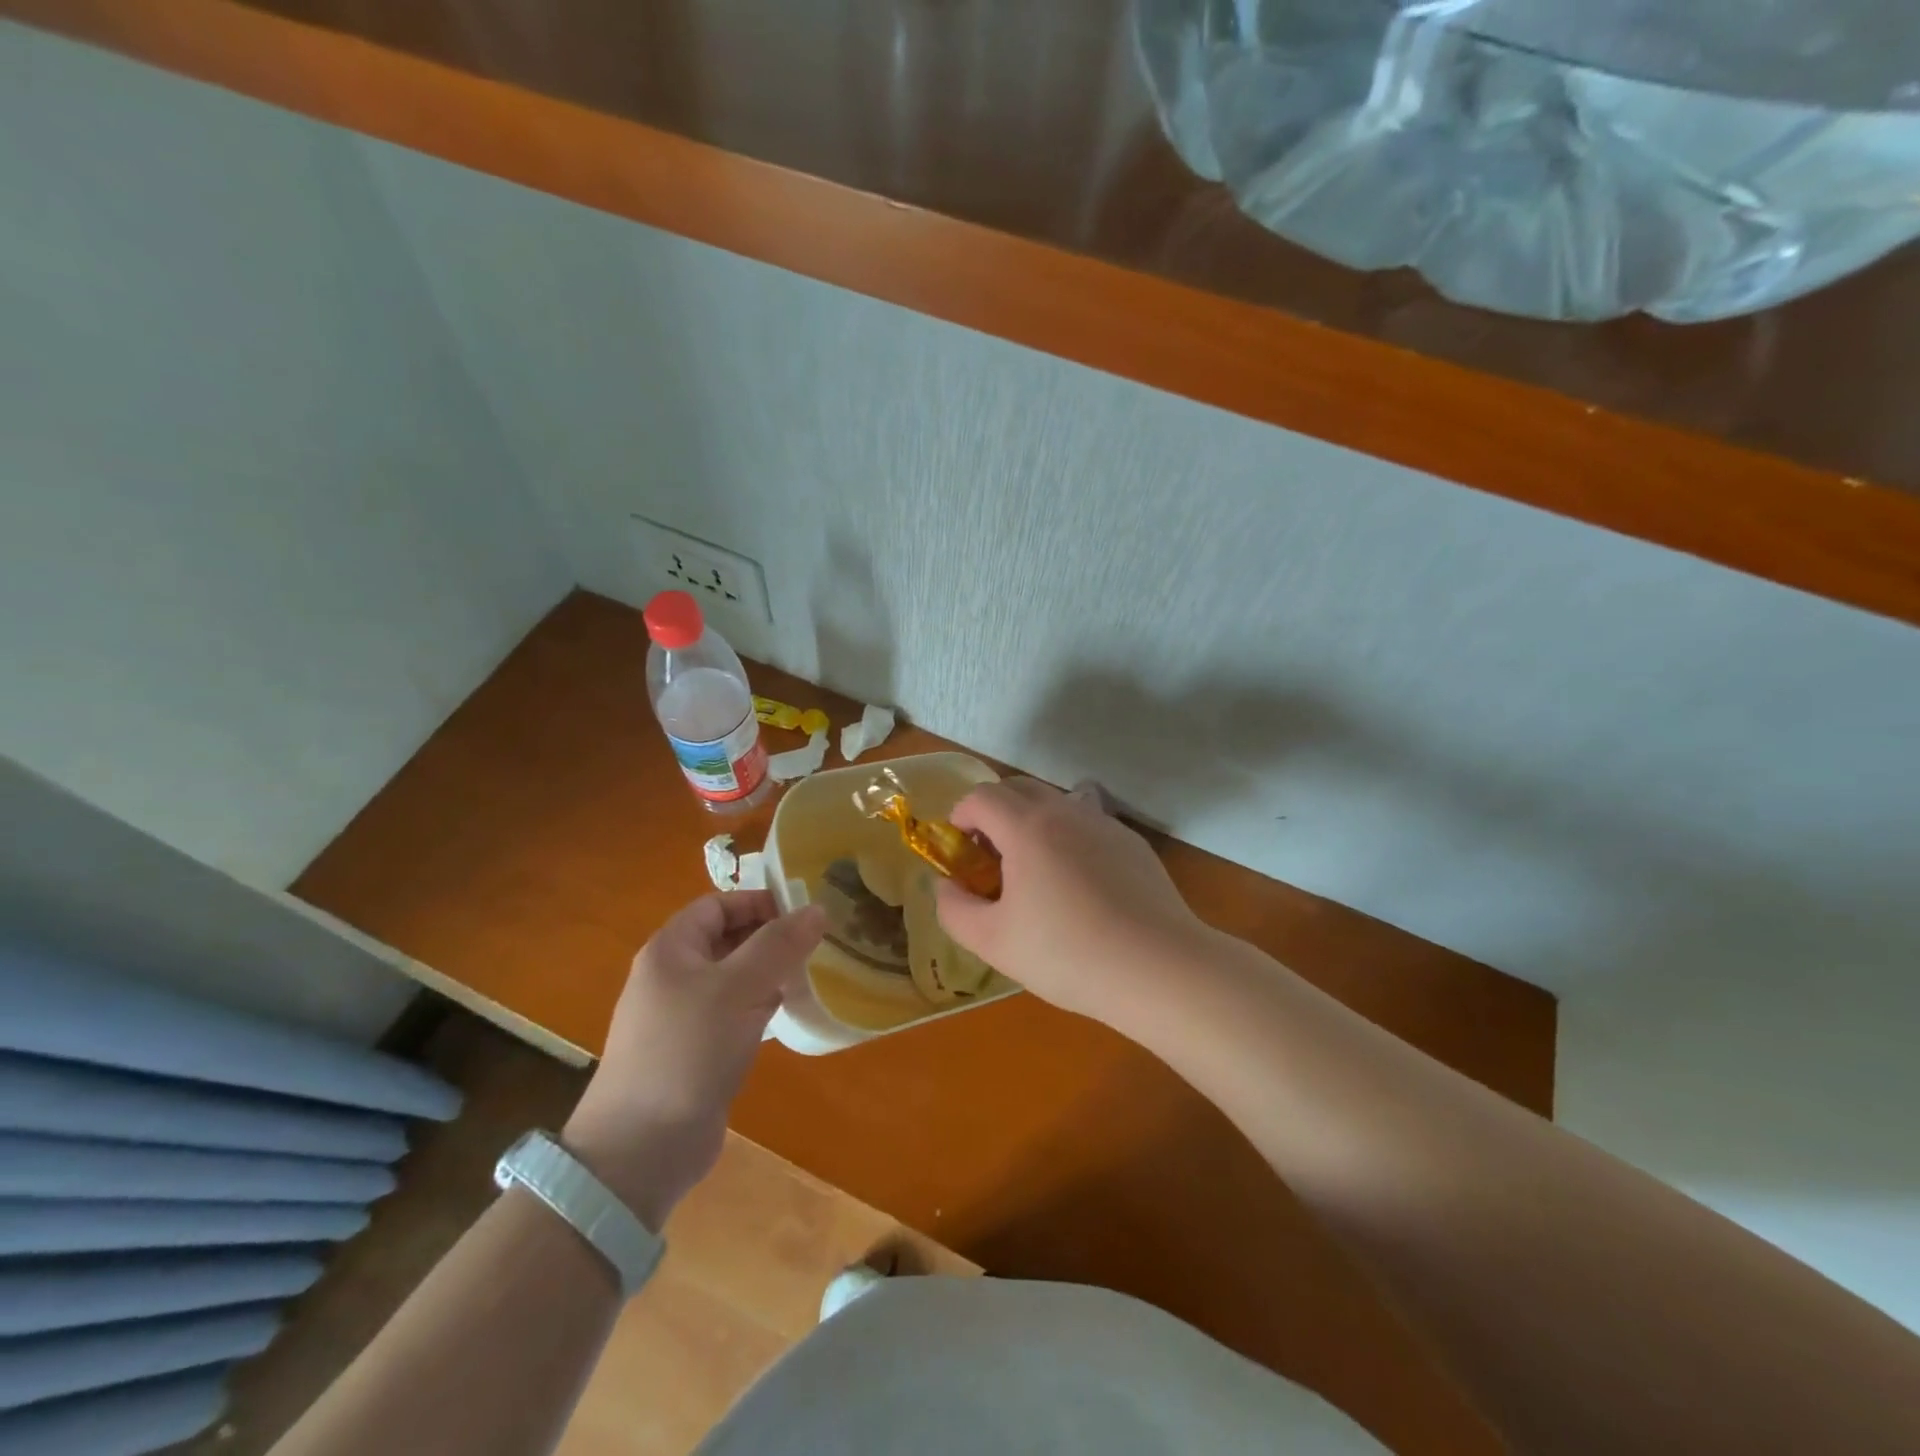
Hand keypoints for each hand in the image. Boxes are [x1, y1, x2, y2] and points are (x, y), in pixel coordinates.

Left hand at [562, 891, 824, 1230]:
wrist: (641, 1149)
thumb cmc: (688, 1051)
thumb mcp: (740, 988)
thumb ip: (779, 945)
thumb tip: (817, 909)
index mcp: (671, 950)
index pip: (718, 905)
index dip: (759, 902)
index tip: (804, 913)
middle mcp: (673, 976)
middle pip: (727, 939)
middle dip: (770, 937)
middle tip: (816, 943)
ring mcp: (682, 1016)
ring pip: (734, 978)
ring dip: (769, 973)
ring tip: (811, 974)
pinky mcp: (695, 1051)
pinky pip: (733, 1013)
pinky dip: (760, 1007)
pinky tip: (788, 1015)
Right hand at [933, 779, 1205, 1025]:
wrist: (1158, 968)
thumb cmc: (1068, 954)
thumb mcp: (993, 942)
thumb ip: (954, 909)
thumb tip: (946, 886)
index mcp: (1027, 827)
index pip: (982, 796)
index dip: (961, 816)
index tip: (960, 850)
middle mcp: (1066, 811)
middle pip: (1018, 788)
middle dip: (994, 812)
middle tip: (990, 856)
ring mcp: (1104, 824)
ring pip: (1056, 802)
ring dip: (1032, 822)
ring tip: (1034, 872)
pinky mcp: (1132, 843)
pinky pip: (1087, 824)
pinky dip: (1067, 838)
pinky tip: (1079, 887)